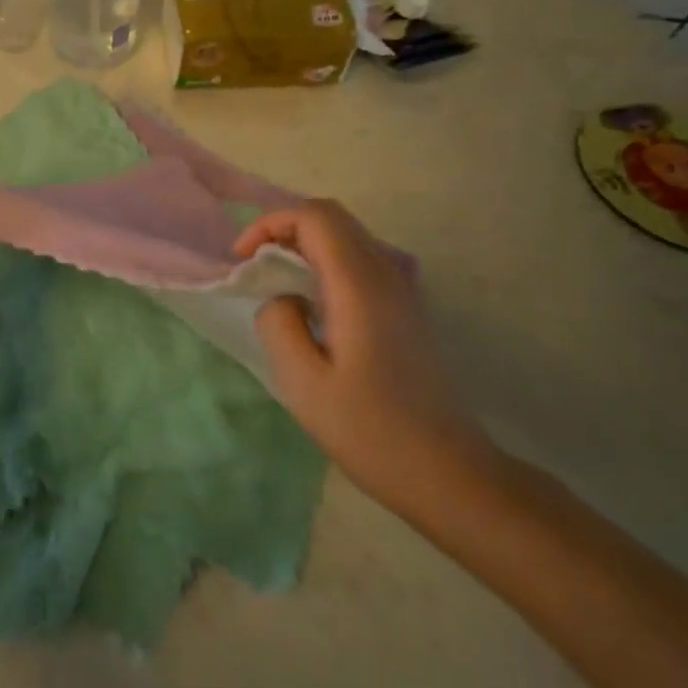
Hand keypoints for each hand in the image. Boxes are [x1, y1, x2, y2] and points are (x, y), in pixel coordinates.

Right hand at [235, 201, 497, 511]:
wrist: (445, 470)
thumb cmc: (369, 429)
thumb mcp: (303, 381)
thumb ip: (278, 323)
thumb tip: (282, 297)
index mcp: (359, 285)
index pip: (314, 217)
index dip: (270, 224)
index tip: (242, 260)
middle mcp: (386, 273)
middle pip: (332, 216)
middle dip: (284, 227)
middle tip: (254, 264)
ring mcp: (401, 289)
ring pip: (347, 235)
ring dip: (304, 242)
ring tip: (274, 280)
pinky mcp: (405, 307)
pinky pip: (359, 259)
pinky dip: (324, 260)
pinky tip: (309, 301)